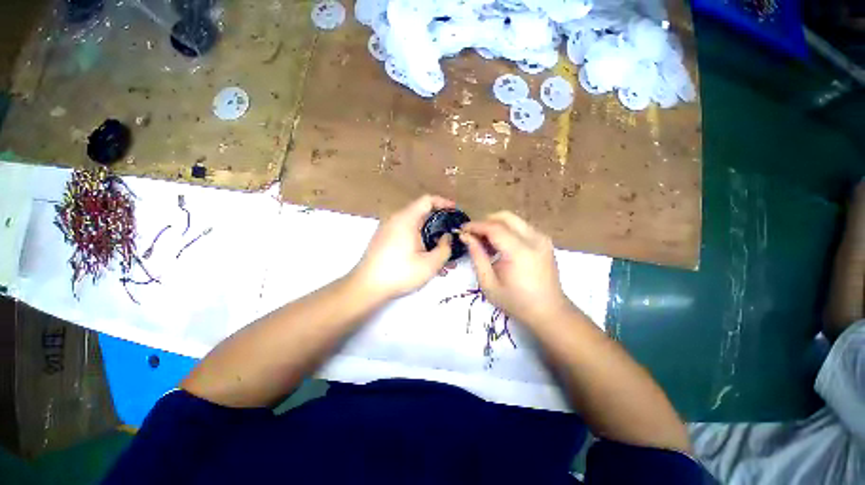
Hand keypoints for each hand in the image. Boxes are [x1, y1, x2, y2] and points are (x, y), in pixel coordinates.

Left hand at [352, 195, 455, 299]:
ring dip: (428, 235)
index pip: (427, 200)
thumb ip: (445, 248)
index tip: (455, 211)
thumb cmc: (400, 273)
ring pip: (413, 226)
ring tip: (440, 252)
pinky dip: (417, 240)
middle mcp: (395, 219)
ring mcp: (387, 229)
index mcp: (406, 219)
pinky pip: (405, 233)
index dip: (443, 203)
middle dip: (438, 224)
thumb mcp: (430, 264)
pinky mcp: (383, 239)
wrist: (366, 287)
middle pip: (421, 213)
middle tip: (450, 236)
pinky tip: (424, 257)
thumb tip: (447, 237)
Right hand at [460, 212, 571, 325]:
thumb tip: (466, 237)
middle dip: (485, 221)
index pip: (494, 228)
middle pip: (505, 216)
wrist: (549, 311)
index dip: (475, 226)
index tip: (462, 230)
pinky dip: (506, 230)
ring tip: (485, 242)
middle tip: (473, 235)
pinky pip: (521, 226)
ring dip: (496, 225)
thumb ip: (477, 256)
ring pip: (513, 219)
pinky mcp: (544, 240)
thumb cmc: (515, 301)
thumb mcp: (489, 283)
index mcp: (519, 252)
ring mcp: (542, 238)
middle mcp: (534, 239)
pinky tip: (500, 245)